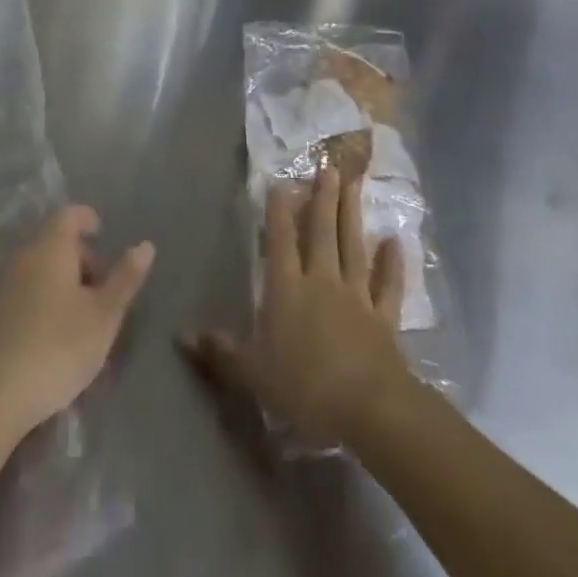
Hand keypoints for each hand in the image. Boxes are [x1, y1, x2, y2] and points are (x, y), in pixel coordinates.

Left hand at [0, 205, 153, 436]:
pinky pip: (26, 292)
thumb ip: (125, 278)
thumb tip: (145, 245)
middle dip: (81, 257)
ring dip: (64, 282)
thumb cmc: (58, 347)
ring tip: (85, 317)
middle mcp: (22, 258)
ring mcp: (2, 286)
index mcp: (50, 248)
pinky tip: (57, 334)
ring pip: (40, 269)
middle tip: (103, 287)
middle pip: (54, 242)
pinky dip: (45, 299)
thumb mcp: (104, 315)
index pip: (67, 214)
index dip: (86, 217)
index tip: (102, 232)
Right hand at [184, 168, 410, 446]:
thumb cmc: (305, 388)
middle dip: (323, 198)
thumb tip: (182, 335)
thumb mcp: (254, 374)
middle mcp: (322, 282)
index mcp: (287, 290)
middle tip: (329, 167)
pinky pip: (388, 285)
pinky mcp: (384, 318)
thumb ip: (222, 352)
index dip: (279, 212)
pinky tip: (395, 241)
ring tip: (354, 183)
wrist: (370, 409)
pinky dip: (392, 263)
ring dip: (352, 214)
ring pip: (353, 247)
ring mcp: (356, 296)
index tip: (281, 182)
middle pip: (322, 232)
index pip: (281, 241)